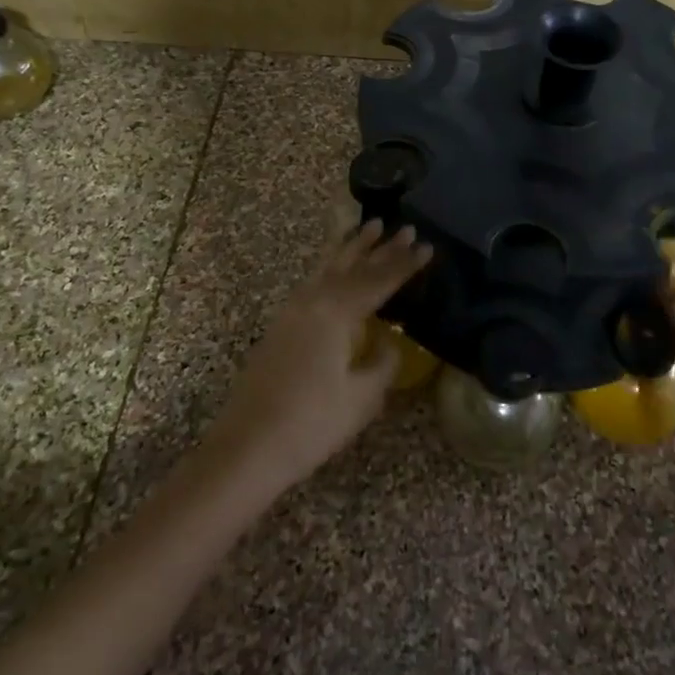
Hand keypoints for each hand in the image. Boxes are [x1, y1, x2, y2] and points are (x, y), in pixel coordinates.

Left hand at [205, 220, 431, 493]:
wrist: (247, 447)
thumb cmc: (311, 424)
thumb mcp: (361, 397)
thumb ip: (382, 362)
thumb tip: (389, 342)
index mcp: (337, 312)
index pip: (380, 281)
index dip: (405, 265)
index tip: (427, 246)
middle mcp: (313, 301)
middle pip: (353, 266)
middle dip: (381, 247)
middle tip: (405, 227)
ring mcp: (292, 311)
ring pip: (328, 267)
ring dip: (351, 247)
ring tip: (369, 226)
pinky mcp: (280, 326)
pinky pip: (313, 281)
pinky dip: (330, 266)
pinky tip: (334, 268)